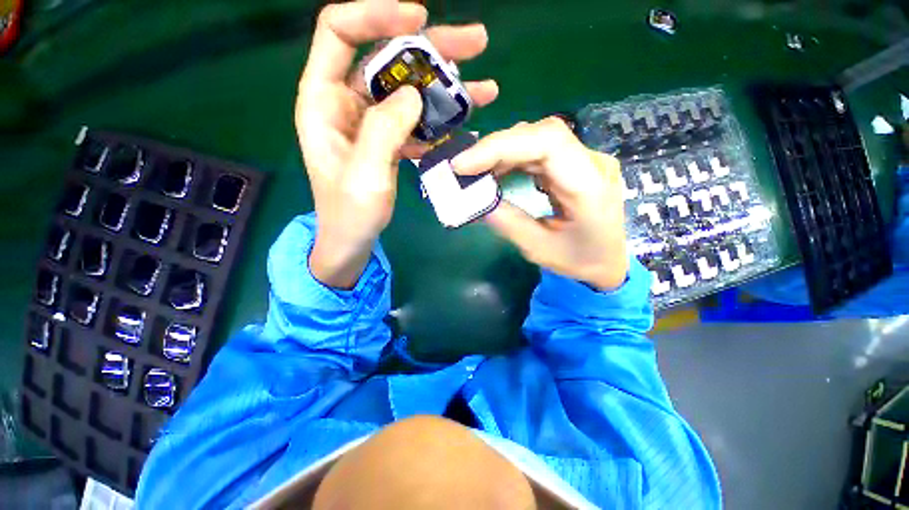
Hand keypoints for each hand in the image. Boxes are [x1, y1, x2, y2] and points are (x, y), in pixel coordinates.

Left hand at [296, 0, 498, 288]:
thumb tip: (414, 94)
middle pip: (387, 58)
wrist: (353, 240)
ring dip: (445, 86)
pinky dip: (441, 120)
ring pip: (408, 89)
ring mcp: (371, 122)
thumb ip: (384, 131)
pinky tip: (466, 122)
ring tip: (484, 88)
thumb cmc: (350, 214)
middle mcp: (347, 103)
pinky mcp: (389, 140)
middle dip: (430, 49)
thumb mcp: (365, 176)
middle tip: (475, 44)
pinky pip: (416, 120)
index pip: (340, 33)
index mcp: (323, 101)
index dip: (377, 15)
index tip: (420, 18)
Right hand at [452, 118, 628, 290]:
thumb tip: (476, 198)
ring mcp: (585, 160)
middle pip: (540, 135)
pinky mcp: (574, 164)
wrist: (608, 262)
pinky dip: (511, 158)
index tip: (463, 164)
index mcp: (590, 186)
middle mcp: (592, 163)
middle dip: (495, 148)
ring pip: (538, 138)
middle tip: (464, 168)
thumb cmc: (579, 261)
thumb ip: (507, 221)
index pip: (547, 143)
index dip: (501, 146)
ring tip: (476, 171)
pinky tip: (496, 171)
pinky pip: (539, 151)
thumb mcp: (538, 249)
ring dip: (501, 152)